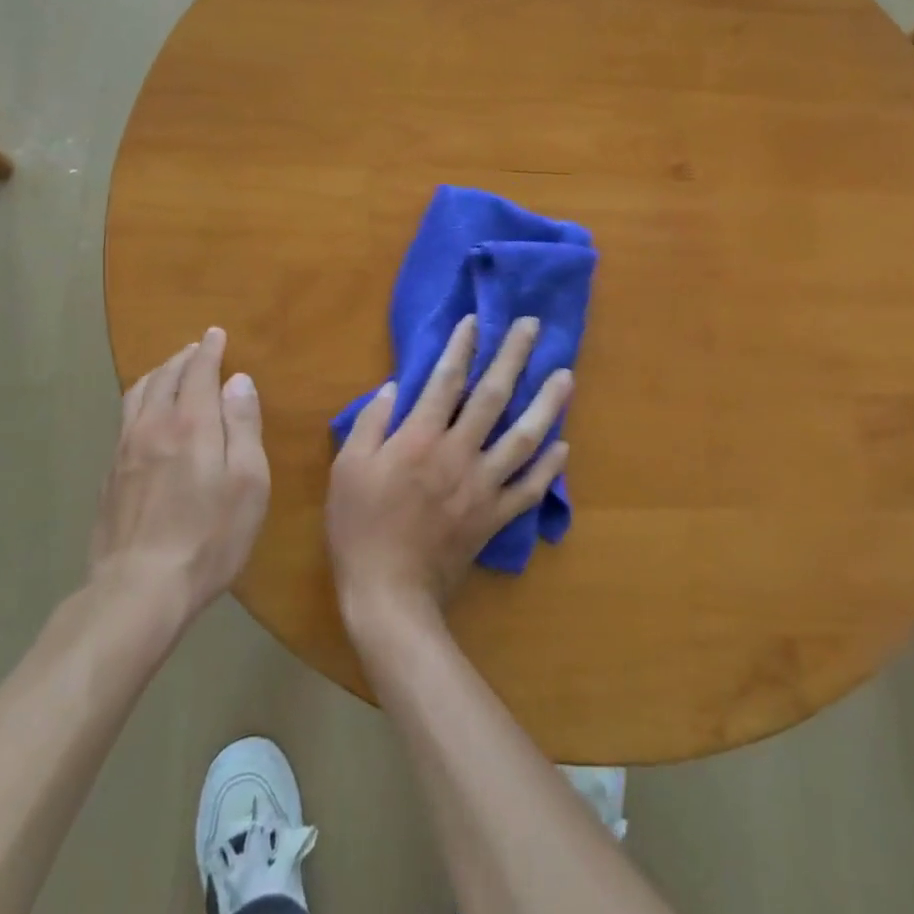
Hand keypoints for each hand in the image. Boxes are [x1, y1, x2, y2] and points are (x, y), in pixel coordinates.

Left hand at [90, 328, 269, 618]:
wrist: (139, 588)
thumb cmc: (209, 537)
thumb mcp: (247, 482)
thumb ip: (242, 427)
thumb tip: (238, 381)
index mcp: (191, 424)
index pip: (198, 372)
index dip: (208, 350)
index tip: (215, 334)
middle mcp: (153, 426)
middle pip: (164, 378)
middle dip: (183, 358)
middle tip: (196, 349)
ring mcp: (124, 451)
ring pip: (137, 395)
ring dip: (157, 375)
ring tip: (169, 372)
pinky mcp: (109, 476)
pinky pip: (124, 420)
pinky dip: (140, 402)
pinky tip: (145, 416)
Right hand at [328, 315, 572, 624]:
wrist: (389, 592)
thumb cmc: (360, 527)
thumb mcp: (347, 468)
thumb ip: (371, 423)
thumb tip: (395, 387)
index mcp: (419, 438)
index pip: (446, 380)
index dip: (462, 346)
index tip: (476, 320)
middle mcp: (458, 453)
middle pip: (492, 396)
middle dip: (513, 356)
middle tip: (532, 326)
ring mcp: (482, 485)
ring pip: (523, 437)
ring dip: (547, 404)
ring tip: (565, 376)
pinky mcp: (495, 515)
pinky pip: (529, 488)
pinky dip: (548, 467)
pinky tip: (564, 445)